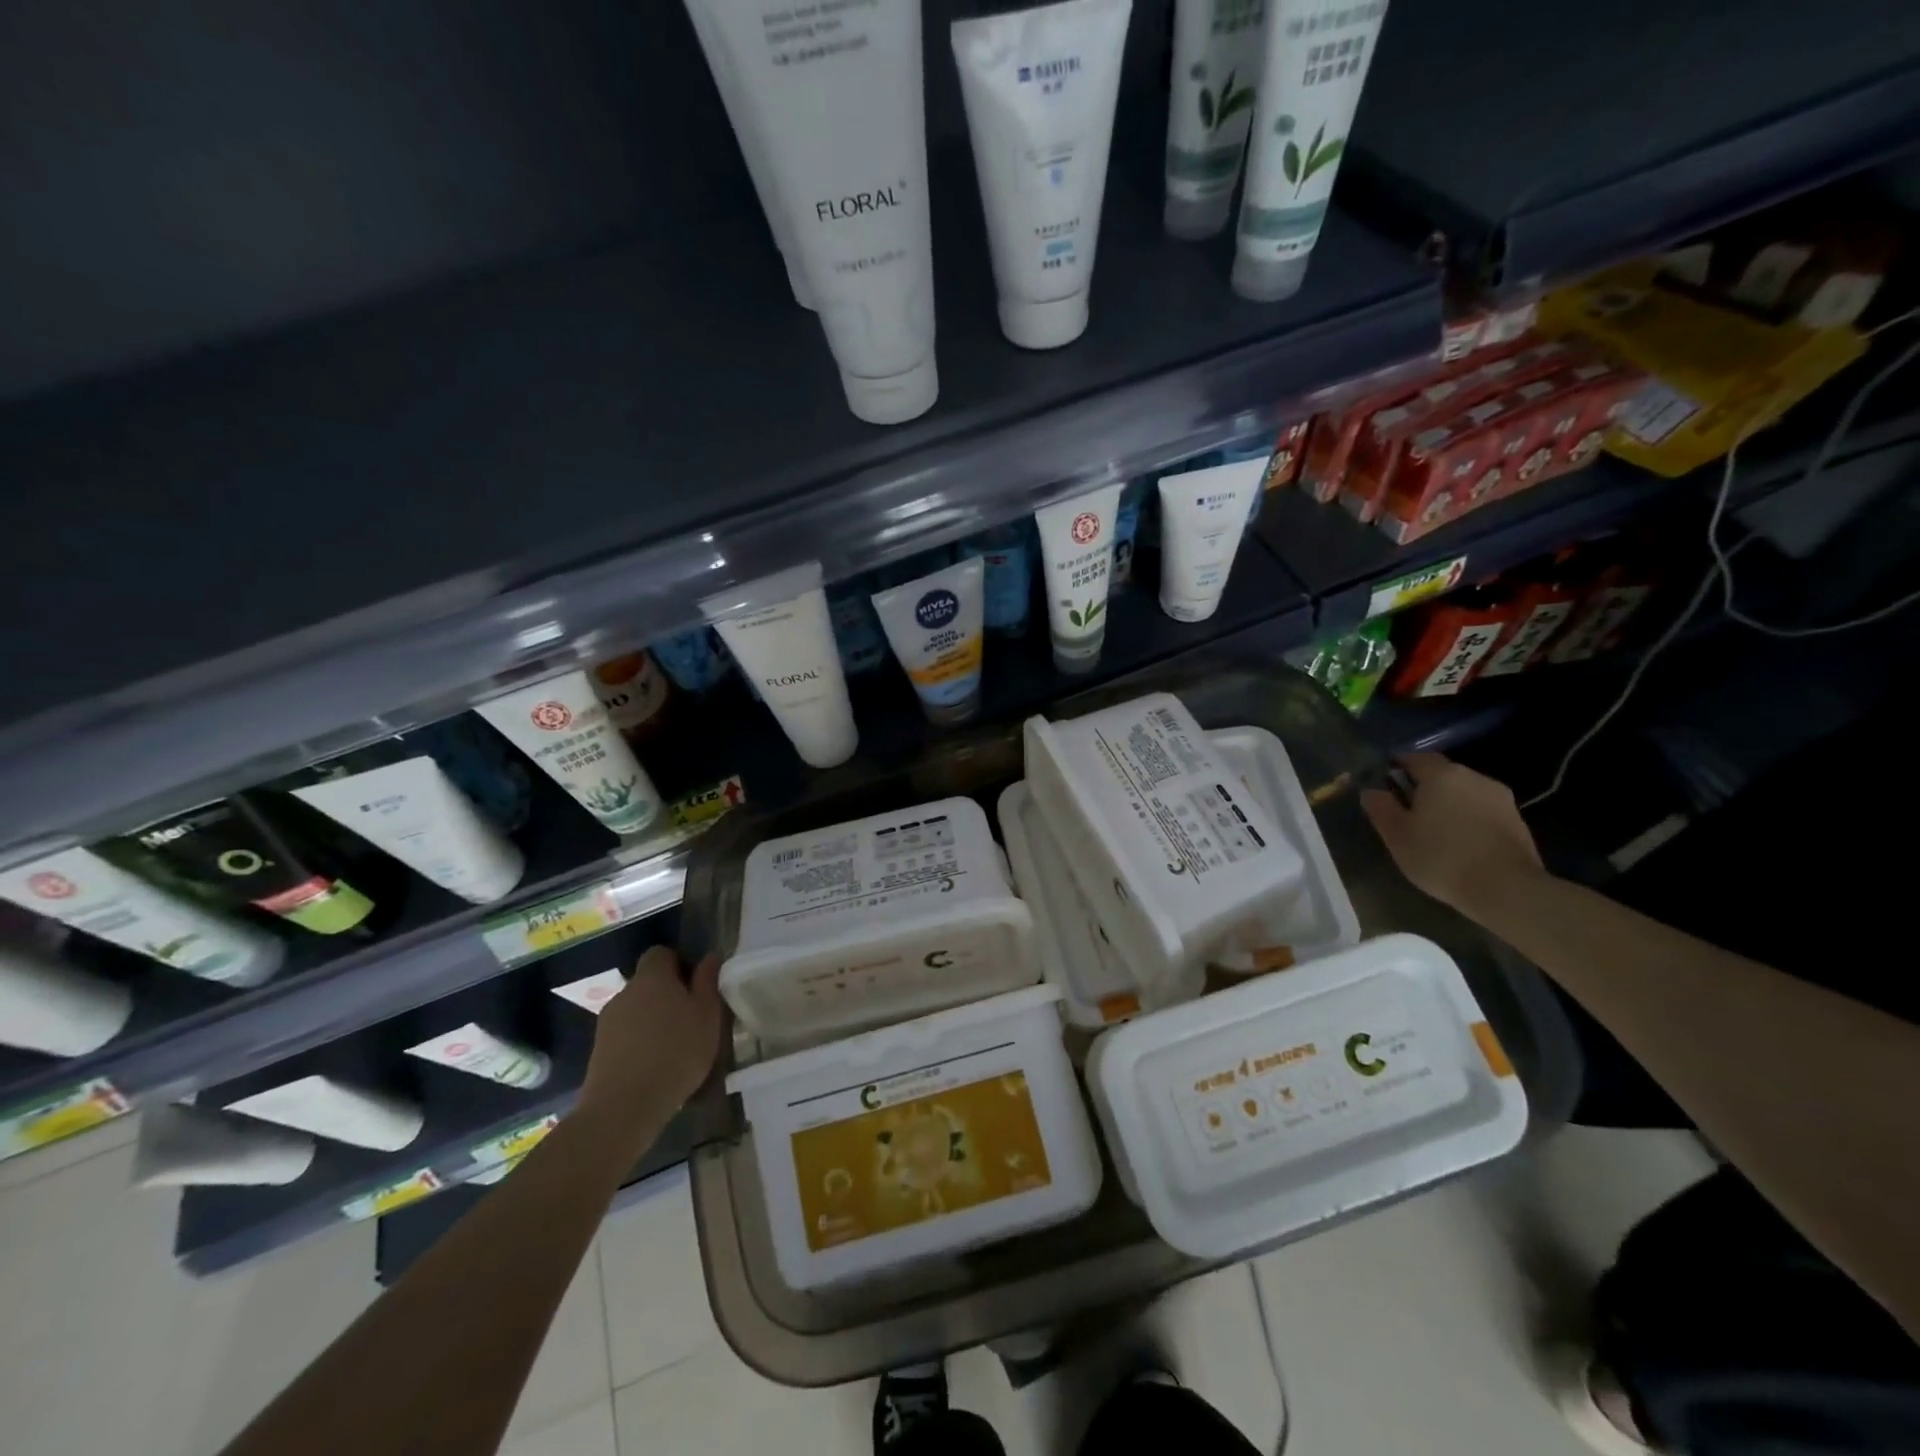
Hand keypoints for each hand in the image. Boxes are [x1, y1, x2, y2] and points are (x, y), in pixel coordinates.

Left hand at [579, 947, 723, 1120]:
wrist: (623, 1107)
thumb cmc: (676, 1052)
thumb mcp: (707, 1014)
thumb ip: (708, 981)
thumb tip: (709, 956)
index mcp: (652, 978)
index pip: (661, 953)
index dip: (679, 963)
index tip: (696, 985)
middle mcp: (625, 993)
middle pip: (648, 983)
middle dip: (668, 995)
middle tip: (692, 1018)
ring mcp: (607, 1023)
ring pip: (637, 1011)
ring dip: (654, 1021)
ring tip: (675, 1047)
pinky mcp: (599, 1052)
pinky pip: (626, 1036)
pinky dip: (640, 1043)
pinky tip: (656, 1066)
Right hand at [1361, 752, 1545, 919]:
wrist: (1507, 890)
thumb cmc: (1441, 857)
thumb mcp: (1396, 835)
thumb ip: (1380, 807)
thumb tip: (1372, 791)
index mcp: (1441, 775)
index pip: (1414, 758)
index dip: (1397, 767)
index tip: (1385, 784)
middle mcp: (1473, 776)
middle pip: (1441, 774)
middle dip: (1423, 787)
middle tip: (1407, 811)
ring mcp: (1500, 797)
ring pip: (1463, 792)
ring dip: (1448, 803)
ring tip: (1434, 830)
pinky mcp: (1517, 820)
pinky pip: (1482, 810)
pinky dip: (1467, 818)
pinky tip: (1460, 842)